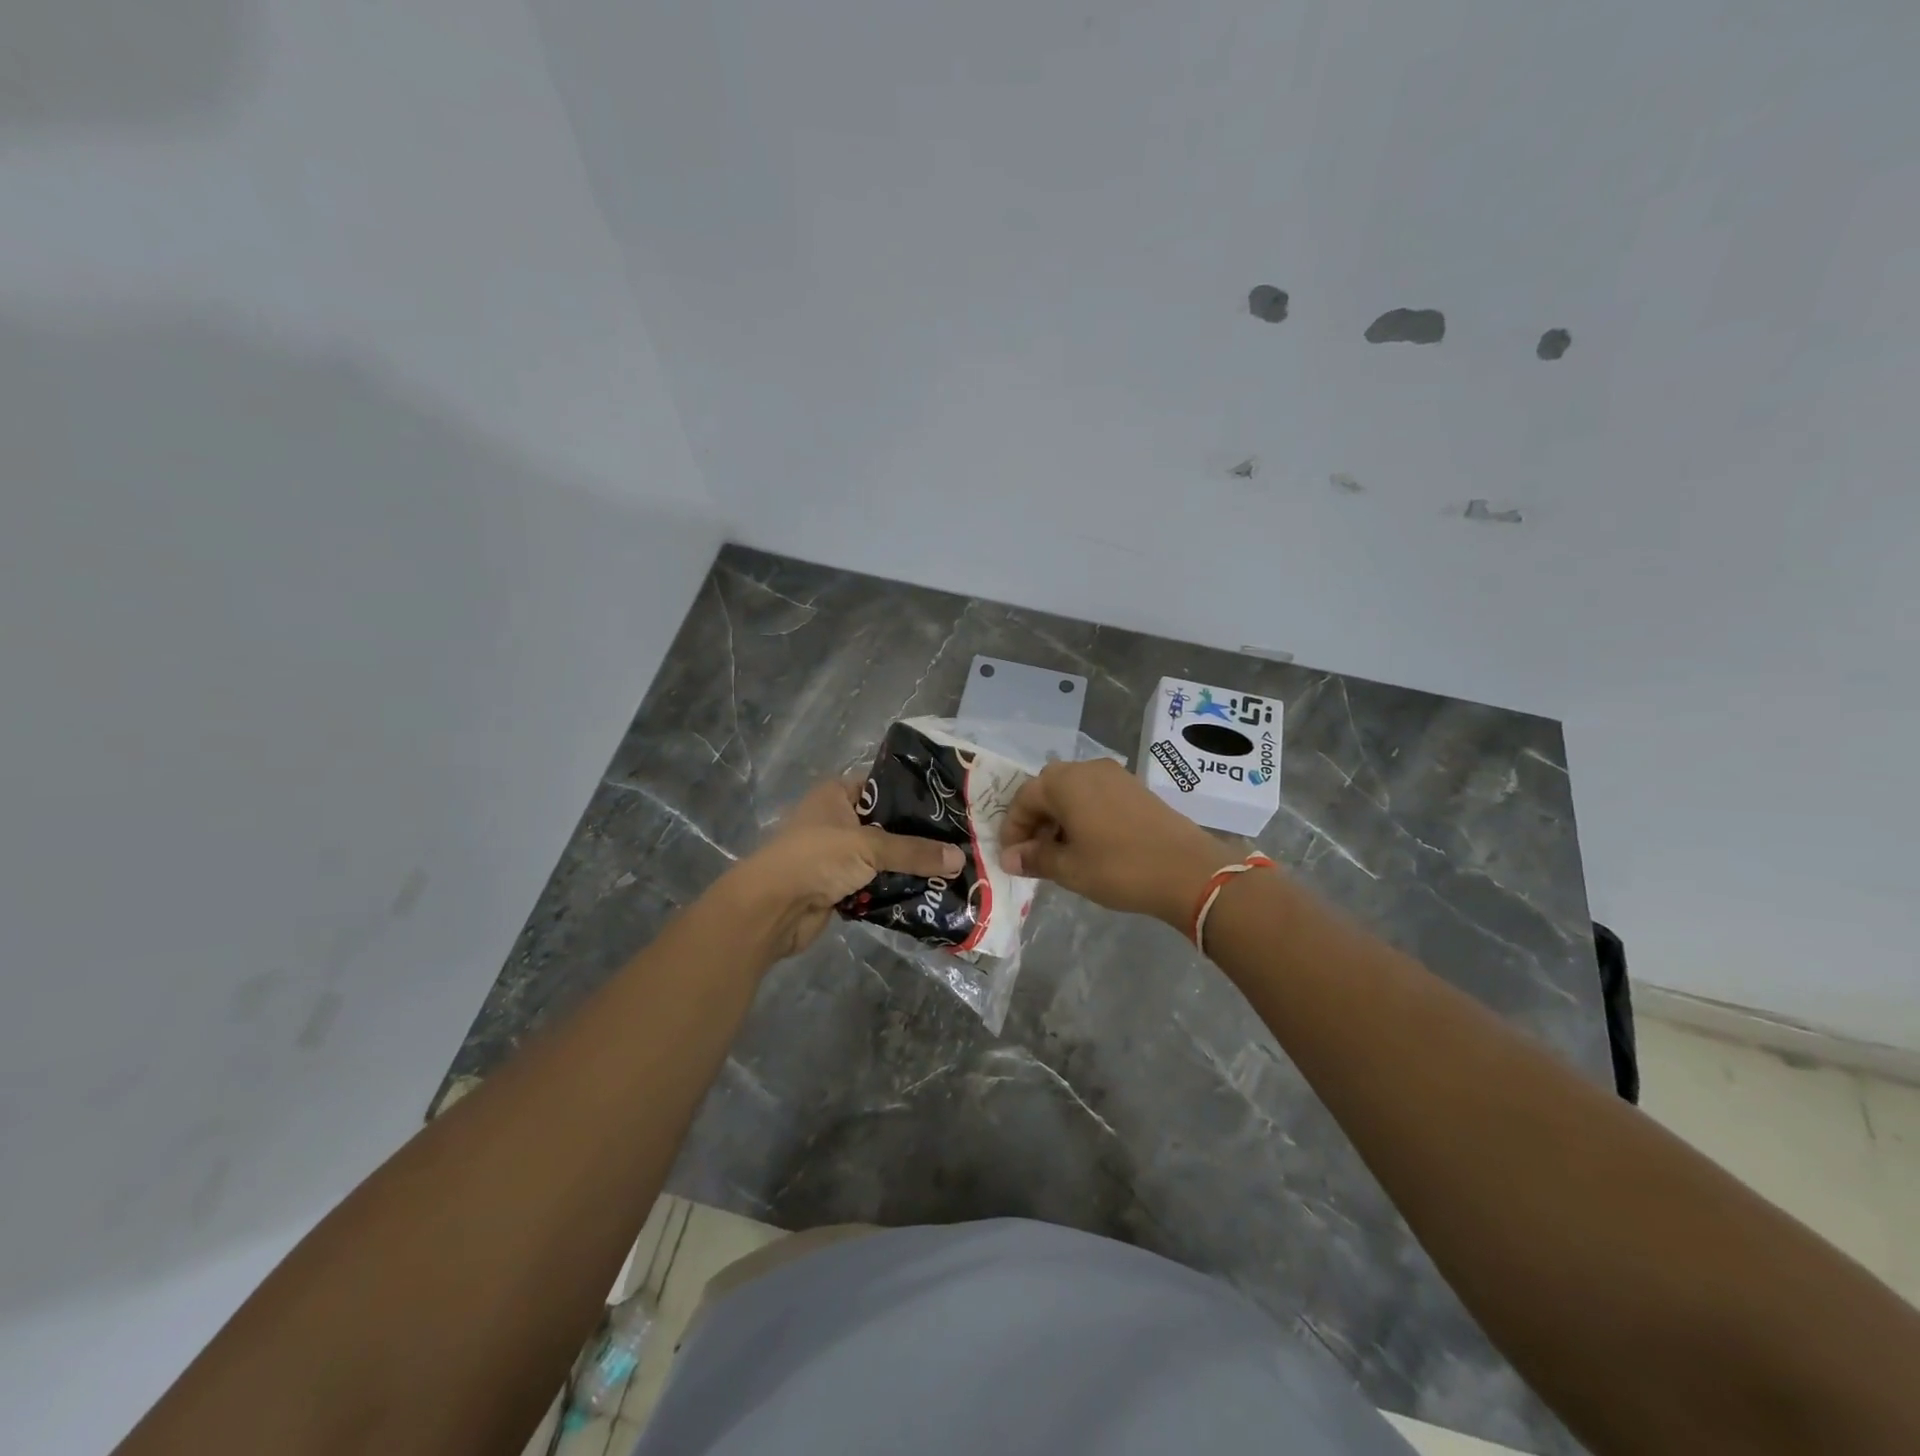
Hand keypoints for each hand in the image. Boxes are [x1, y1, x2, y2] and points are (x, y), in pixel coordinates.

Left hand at [720, 778, 963, 959]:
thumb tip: (959, 858)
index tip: (951, 804)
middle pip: (886, 824)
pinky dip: (895, 889)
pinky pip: (875, 884)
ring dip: (908, 866)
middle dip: (917, 836)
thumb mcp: (869, 847)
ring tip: (952, 867)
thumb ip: (914, 852)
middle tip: (960, 839)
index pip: (883, 785)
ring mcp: (837, 855)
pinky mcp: (839, 887)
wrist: (771, 909)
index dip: (914, 794)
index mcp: (837, 795)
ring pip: (882, 857)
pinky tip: (928, 892)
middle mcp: (837, 820)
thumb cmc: (816, 858)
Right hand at [1000, 759, 1232, 928]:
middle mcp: (1087, 768)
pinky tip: (1089, 844)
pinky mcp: (1136, 787)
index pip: (1024, 799)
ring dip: (1059, 818)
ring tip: (1060, 853)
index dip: (1012, 830)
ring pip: (1073, 792)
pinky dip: (1083, 815)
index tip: (1011, 859)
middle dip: (1035, 821)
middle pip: (1048, 790)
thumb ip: (1035, 858)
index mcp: (1064, 782)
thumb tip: (1010, 858)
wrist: (1188, 870)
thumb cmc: (1118, 867)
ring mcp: (1115, 775)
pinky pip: (1096, 795)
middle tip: (1033, 854)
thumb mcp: (1069, 868)